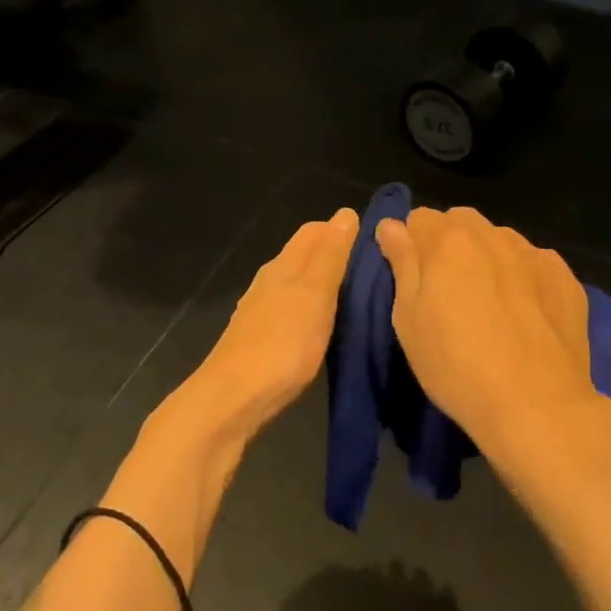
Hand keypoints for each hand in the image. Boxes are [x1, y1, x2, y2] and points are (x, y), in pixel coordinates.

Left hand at [191, 208, 358, 431]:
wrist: (235, 398)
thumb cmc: (283, 343)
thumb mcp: (315, 294)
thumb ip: (330, 255)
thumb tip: (345, 213)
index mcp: (283, 265)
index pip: (314, 231)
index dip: (342, 230)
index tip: (375, 243)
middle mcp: (269, 281)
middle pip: (304, 255)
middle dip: (334, 255)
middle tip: (374, 271)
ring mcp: (261, 310)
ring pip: (297, 283)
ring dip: (323, 283)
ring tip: (355, 296)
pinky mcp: (260, 338)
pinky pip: (291, 310)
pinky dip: (311, 309)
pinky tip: (323, 325)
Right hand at [377, 208, 610, 503]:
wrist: (536, 405)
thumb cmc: (456, 365)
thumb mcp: (408, 320)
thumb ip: (402, 263)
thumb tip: (391, 226)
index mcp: (449, 241)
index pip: (419, 218)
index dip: (412, 246)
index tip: (414, 278)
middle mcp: (494, 235)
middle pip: (462, 223)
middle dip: (450, 245)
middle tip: (449, 292)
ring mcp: (535, 254)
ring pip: (500, 241)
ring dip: (488, 258)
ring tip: (490, 304)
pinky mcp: (566, 278)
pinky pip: (534, 264)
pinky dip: (523, 277)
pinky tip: (525, 314)